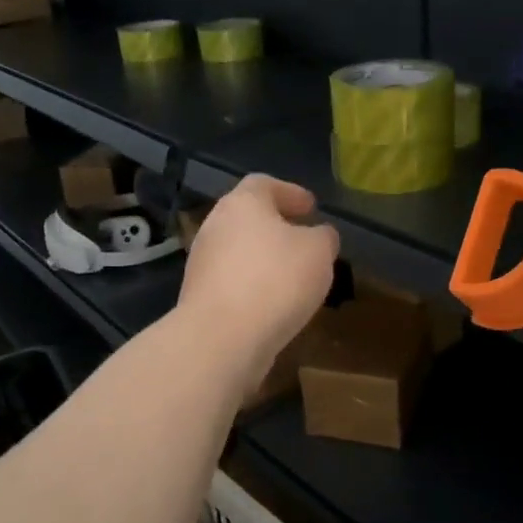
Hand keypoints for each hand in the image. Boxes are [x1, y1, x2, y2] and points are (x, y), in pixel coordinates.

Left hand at [179, 175, 338, 383]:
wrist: (222, 338)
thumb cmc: (276, 280)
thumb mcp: (318, 252)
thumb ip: (323, 237)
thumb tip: (319, 235)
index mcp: (242, 203)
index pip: (264, 184)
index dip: (290, 192)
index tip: (311, 207)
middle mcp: (215, 226)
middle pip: (247, 217)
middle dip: (276, 226)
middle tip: (303, 239)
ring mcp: (202, 262)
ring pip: (239, 251)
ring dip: (264, 258)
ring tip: (293, 275)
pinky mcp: (199, 297)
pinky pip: (233, 281)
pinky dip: (253, 285)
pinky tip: (273, 303)